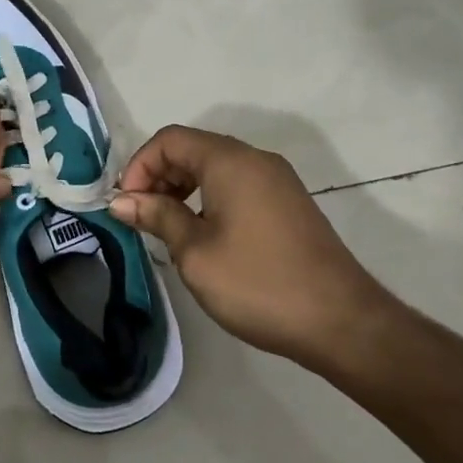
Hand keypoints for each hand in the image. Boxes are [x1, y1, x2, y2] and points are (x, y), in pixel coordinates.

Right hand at [109, 126, 394, 365]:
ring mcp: (277, 181)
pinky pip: (237, 185)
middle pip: (193, 149)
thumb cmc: (258, 283)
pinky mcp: (288, 203)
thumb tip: (121, 200)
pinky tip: (202, 235)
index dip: (139, 166)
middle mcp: (255, 160)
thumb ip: (157, 217)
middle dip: (158, 176)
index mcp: (230, 162)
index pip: (170, 140)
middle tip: (140, 216)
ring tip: (166, 227)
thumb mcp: (195, 252)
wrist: (341, 322)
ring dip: (182, 188)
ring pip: (215, 167)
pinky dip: (208, 198)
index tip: (125, 204)